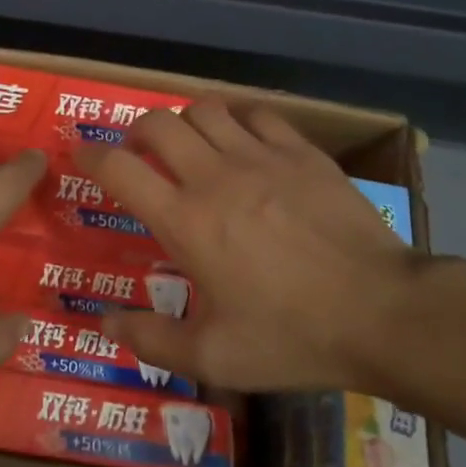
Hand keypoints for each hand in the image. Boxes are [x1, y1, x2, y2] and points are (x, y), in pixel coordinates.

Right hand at [74, 100, 424, 391]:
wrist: (383, 313)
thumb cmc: (292, 337)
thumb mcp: (214, 357)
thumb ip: (151, 340)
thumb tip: (103, 324)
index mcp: (185, 220)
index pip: (120, 168)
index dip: (91, 156)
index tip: (82, 157)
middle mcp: (214, 176)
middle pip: (157, 124)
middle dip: (135, 132)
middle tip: (138, 154)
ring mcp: (262, 157)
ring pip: (205, 110)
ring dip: (185, 122)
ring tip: (189, 146)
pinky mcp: (303, 152)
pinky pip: (257, 114)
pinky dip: (238, 120)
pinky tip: (243, 143)